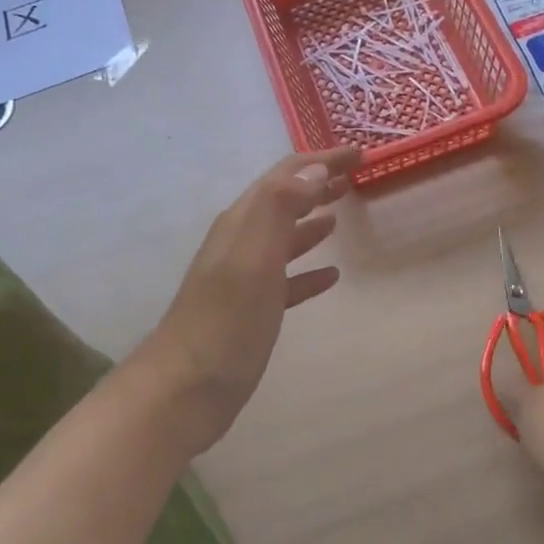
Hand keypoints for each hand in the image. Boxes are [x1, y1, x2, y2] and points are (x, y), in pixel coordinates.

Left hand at [135, 148, 361, 456]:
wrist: (184, 390)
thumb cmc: (225, 323)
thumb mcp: (253, 259)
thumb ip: (280, 209)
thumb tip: (315, 169)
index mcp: (242, 223)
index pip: (286, 176)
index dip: (322, 160)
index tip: (359, 154)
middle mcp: (242, 242)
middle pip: (284, 200)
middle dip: (318, 183)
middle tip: (355, 175)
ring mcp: (245, 277)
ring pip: (284, 236)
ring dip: (312, 219)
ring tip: (341, 211)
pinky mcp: (252, 310)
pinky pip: (287, 279)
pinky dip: (309, 270)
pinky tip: (331, 276)